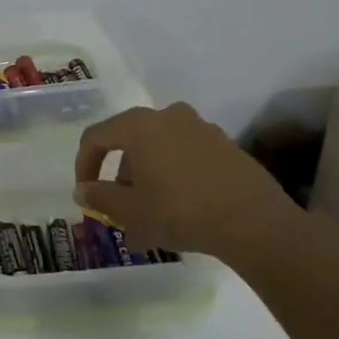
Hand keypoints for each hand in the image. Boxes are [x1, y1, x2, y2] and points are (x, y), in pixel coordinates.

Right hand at [73, 102, 303, 256]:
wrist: (255, 223)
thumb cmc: (180, 211)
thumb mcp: (131, 211)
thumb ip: (100, 197)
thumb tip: (83, 191)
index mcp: (139, 125)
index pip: (96, 137)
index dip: (84, 165)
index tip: (87, 194)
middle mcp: (168, 116)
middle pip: (130, 141)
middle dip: (119, 175)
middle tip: (120, 207)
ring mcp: (200, 127)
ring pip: (159, 149)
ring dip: (147, 176)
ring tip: (150, 213)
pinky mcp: (225, 144)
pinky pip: (186, 155)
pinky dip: (174, 175)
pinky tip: (180, 207)